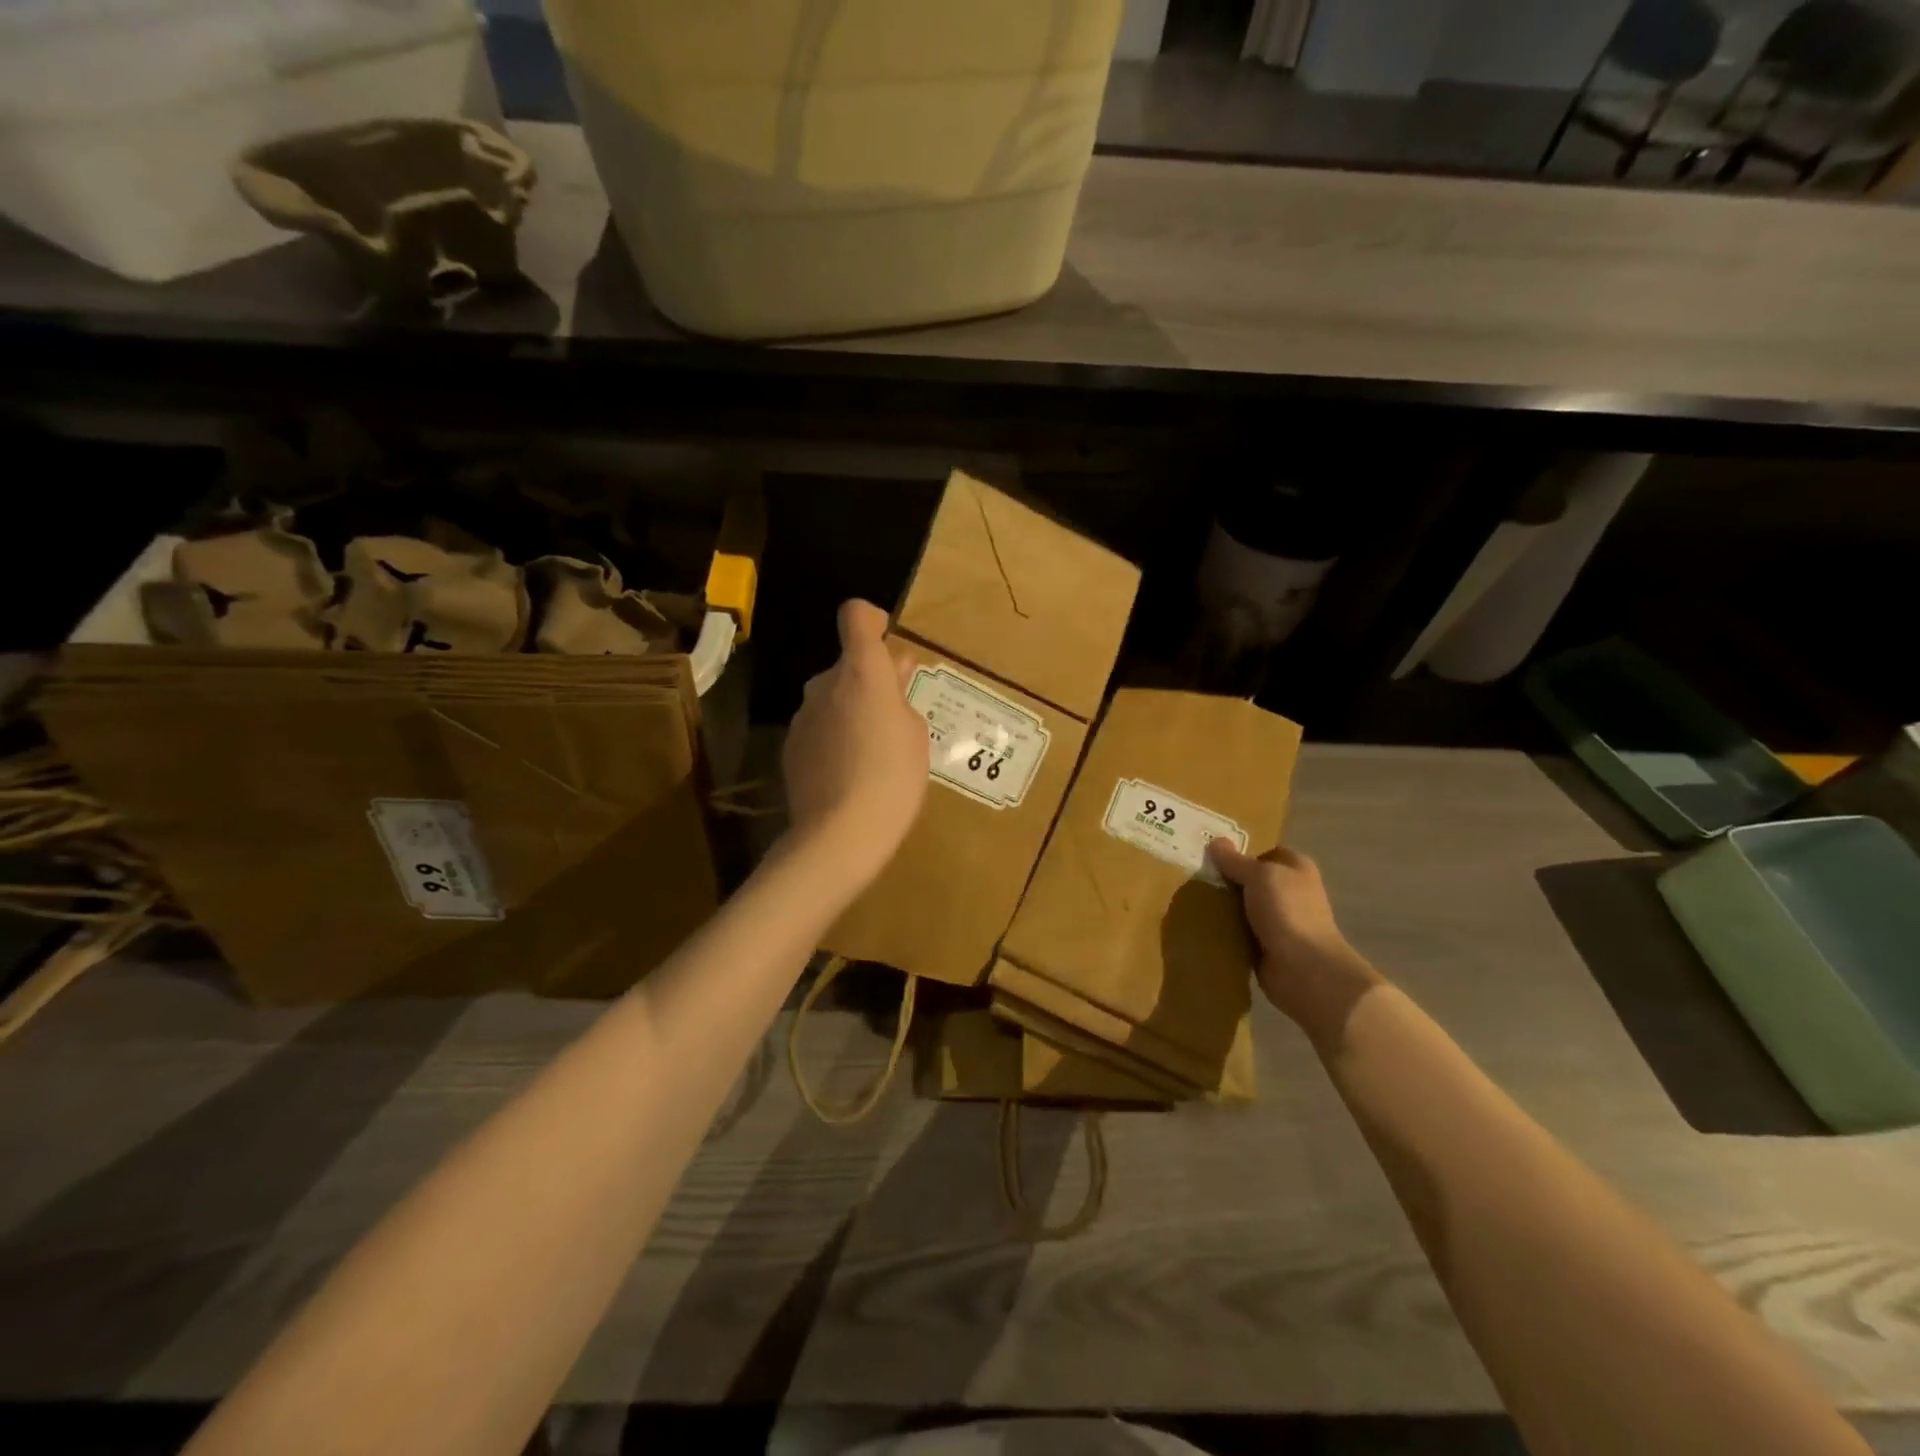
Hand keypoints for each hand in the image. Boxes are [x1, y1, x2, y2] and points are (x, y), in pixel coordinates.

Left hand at [782, 600, 927, 884]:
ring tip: (872, 750)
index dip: (871, 620)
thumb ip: (900, 694)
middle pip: (846, 665)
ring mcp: (803, 715)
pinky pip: (818, 727)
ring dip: (850, 709)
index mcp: (862, 672)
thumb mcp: (915, 733)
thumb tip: (893, 671)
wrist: (841, 833)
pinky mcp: (790, 746)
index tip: (887, 638)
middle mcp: (825, 684)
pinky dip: (833, 736)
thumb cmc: (894, 776)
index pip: (856, 616)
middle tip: (894, 712)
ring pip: (831, 698)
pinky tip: (848, 770)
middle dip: (869, 679)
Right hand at [1209, 840, 1381, 1031]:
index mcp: (1296, 869)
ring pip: (1244, 907)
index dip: (1242, 854)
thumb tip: (1216, 841)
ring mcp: (1280, 921)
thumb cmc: (1286, 911)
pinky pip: (1240, 933)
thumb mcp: (1258, 875)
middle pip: (1252, 881)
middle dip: (1228, 881)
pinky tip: (1203, 927)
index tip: (1213, 858)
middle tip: (1196, 879)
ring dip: (1224, 908)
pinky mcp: (1267, 947)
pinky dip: (1226, 932)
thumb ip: (1235, 860)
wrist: (1303, 968)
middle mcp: (1291, 892)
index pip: (1266, 853)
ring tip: (1192, 902)